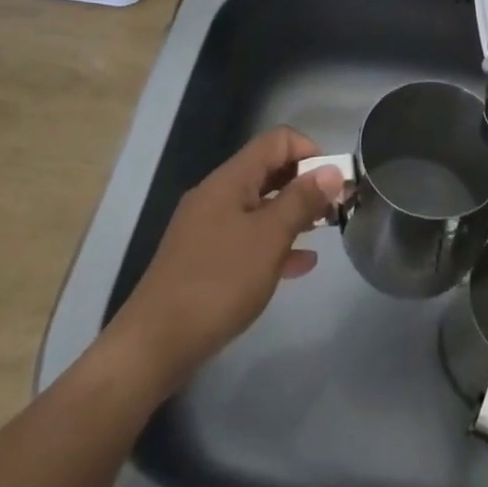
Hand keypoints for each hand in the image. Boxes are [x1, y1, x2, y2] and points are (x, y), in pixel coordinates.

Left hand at [110, 126, 343, 389]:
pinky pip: (247, 238)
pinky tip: (299, 265)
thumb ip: (302, 200)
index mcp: (230, 180)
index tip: (333, 182)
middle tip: (334, 209)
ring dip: (292, 213)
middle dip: (304, 183)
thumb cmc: (218, 282)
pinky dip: (273, 243)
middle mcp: (217, 194)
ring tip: (323, 232)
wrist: (153, 345)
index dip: (310, 151)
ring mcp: (207, 227)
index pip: (277, 140)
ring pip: (259, 206)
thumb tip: (332, 169)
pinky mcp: (203, 259)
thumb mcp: (269, 238)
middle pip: (268, 170)